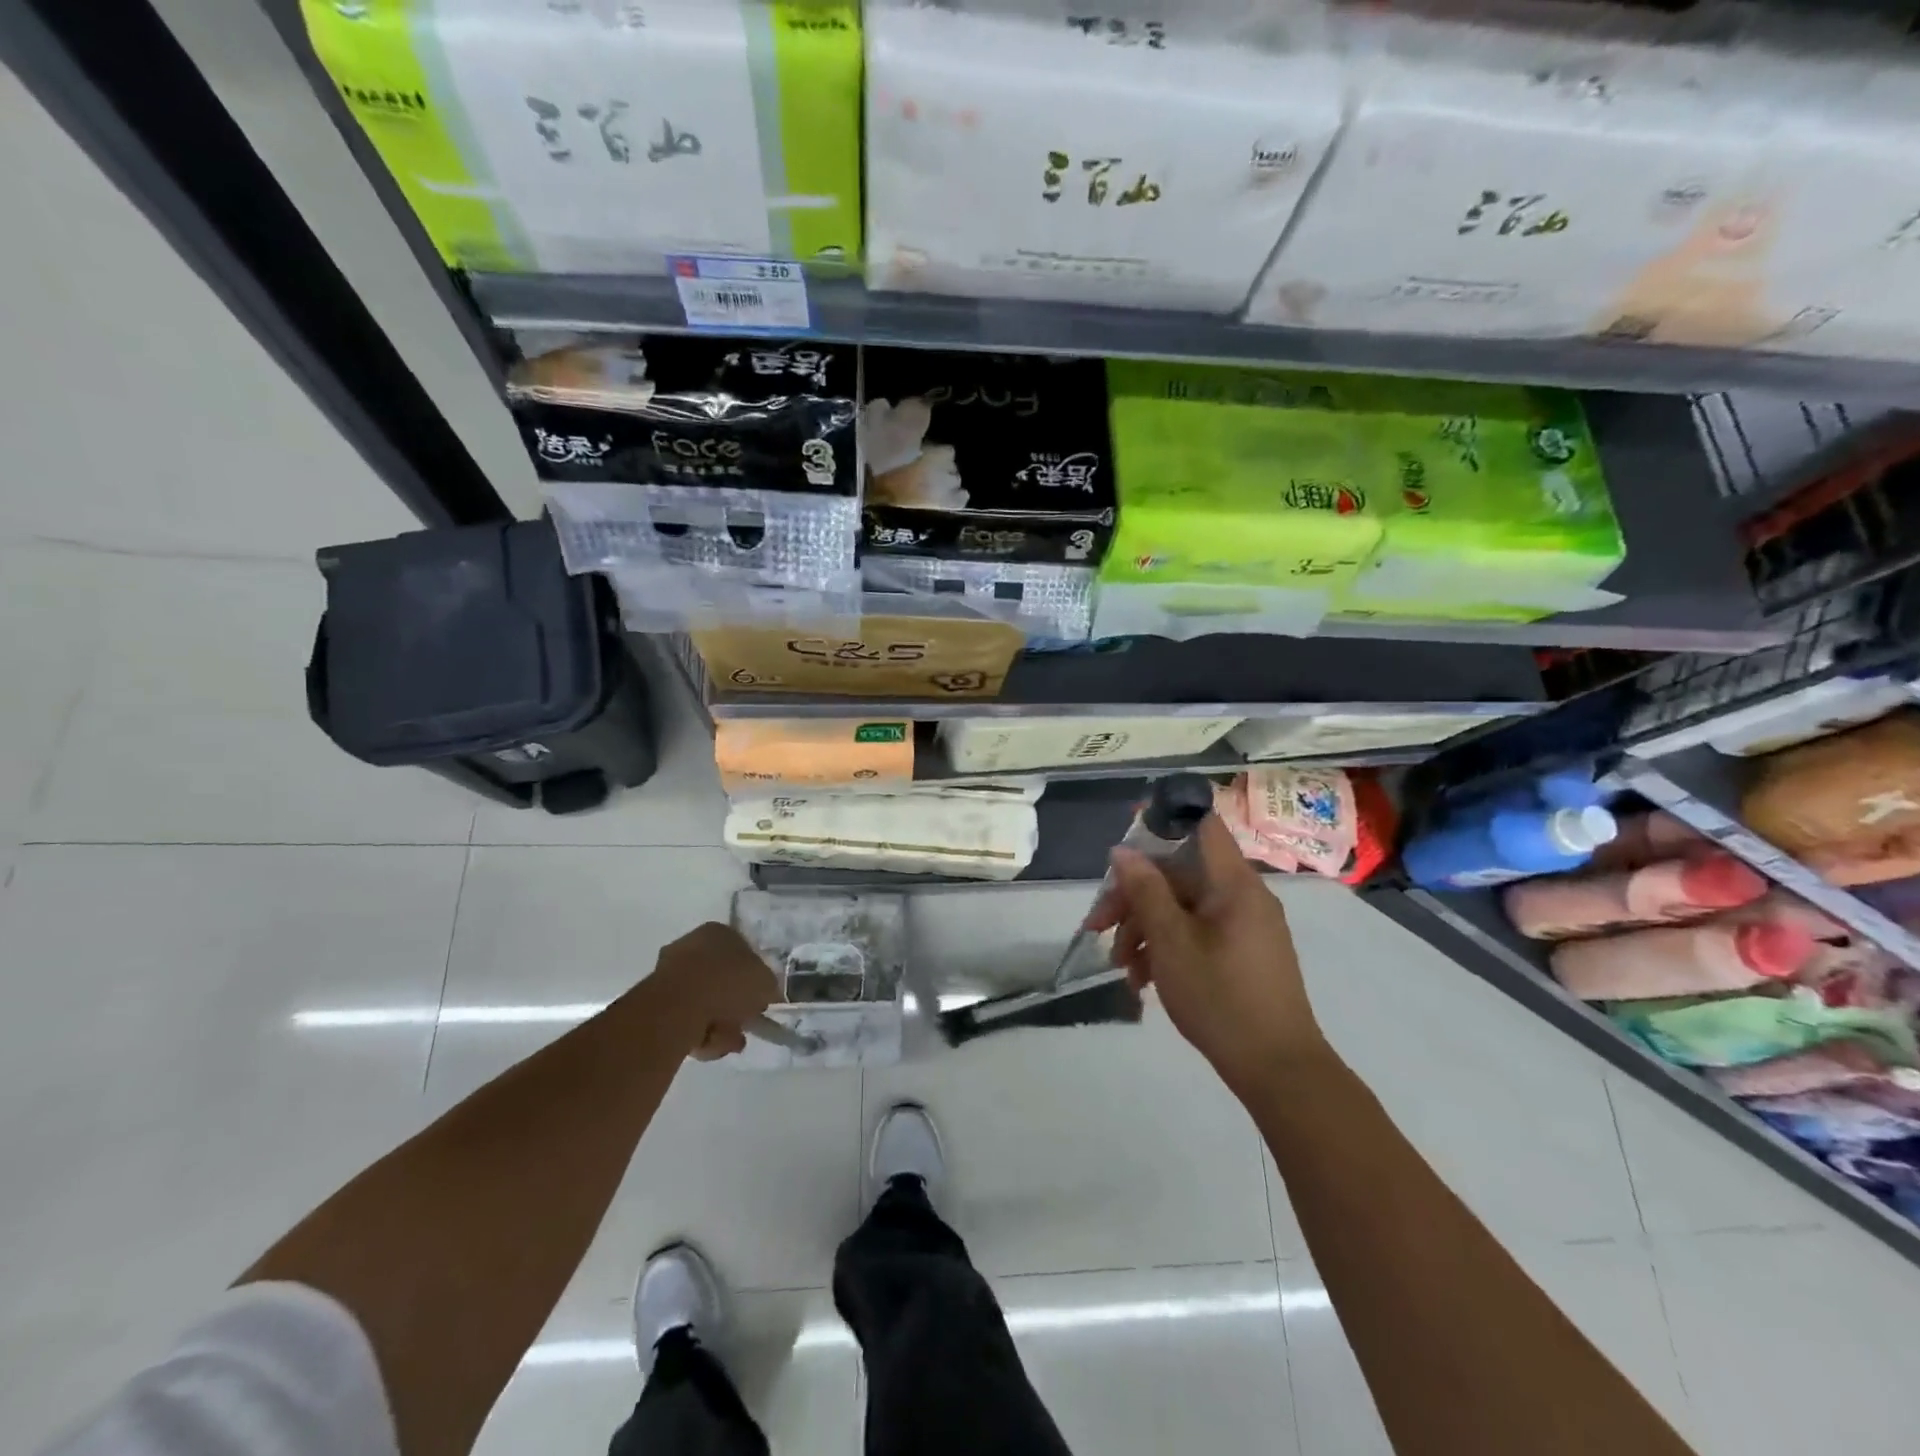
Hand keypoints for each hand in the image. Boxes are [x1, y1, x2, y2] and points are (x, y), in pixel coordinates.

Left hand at [650, 922, 779, 1060]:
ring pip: (703, 1002)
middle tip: (745, 1023)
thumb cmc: (728, 983)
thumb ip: (767, 986)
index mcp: (719, 932)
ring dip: (719, 1023)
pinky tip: (708, 1043)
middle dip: (733, 1005)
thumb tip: (764, 992)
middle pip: (720, 979)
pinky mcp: (655, 1000)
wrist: (679, 1006)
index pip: (742, 952)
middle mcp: (692, 945)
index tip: (758, 999)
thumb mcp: (765, 982)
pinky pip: (685, 1017)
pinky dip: (698, 1032)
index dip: (753, 978)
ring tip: (729, 1041)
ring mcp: (670, 972)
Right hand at [1088, 815, 1323, 1092]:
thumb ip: (1145, 891)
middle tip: (1097, 927)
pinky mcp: (1243, 954)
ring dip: (1146, 929)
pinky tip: (1144, 982)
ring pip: (1184, 908)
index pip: (1202, 826)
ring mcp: (1246, 927)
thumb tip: (1123, 850)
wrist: (1278, 1071)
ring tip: (1122, 968)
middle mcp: (1244, 897)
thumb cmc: (1220, 998)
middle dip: (1135, 898)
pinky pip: (1198, 933)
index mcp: (1234, 884)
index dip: (1164, 820)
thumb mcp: (1171, 942)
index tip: (1126, 832)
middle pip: (1180, 875)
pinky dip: (1169, 948)